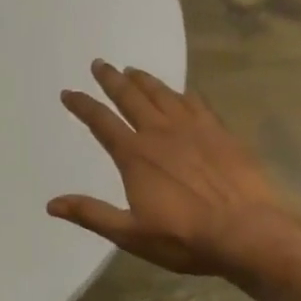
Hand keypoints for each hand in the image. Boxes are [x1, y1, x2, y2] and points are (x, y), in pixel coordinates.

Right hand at [48, 60, 300, 276]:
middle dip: (111, 79)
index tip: (68, 92)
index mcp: (135, 155)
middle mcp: (160, 133)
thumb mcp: (131, 234)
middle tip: (99, 63)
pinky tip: (182, 91)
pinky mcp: (220, 133)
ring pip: (162, 94)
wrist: (249, 232)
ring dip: (144, 80)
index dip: (82, 105)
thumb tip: (51, 204)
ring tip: (132, 70)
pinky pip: (197, 104)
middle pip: (130, 97)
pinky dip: (184, 94)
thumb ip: (91, 214)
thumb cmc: (185, 237)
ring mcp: (193, 129)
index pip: (101, 122)